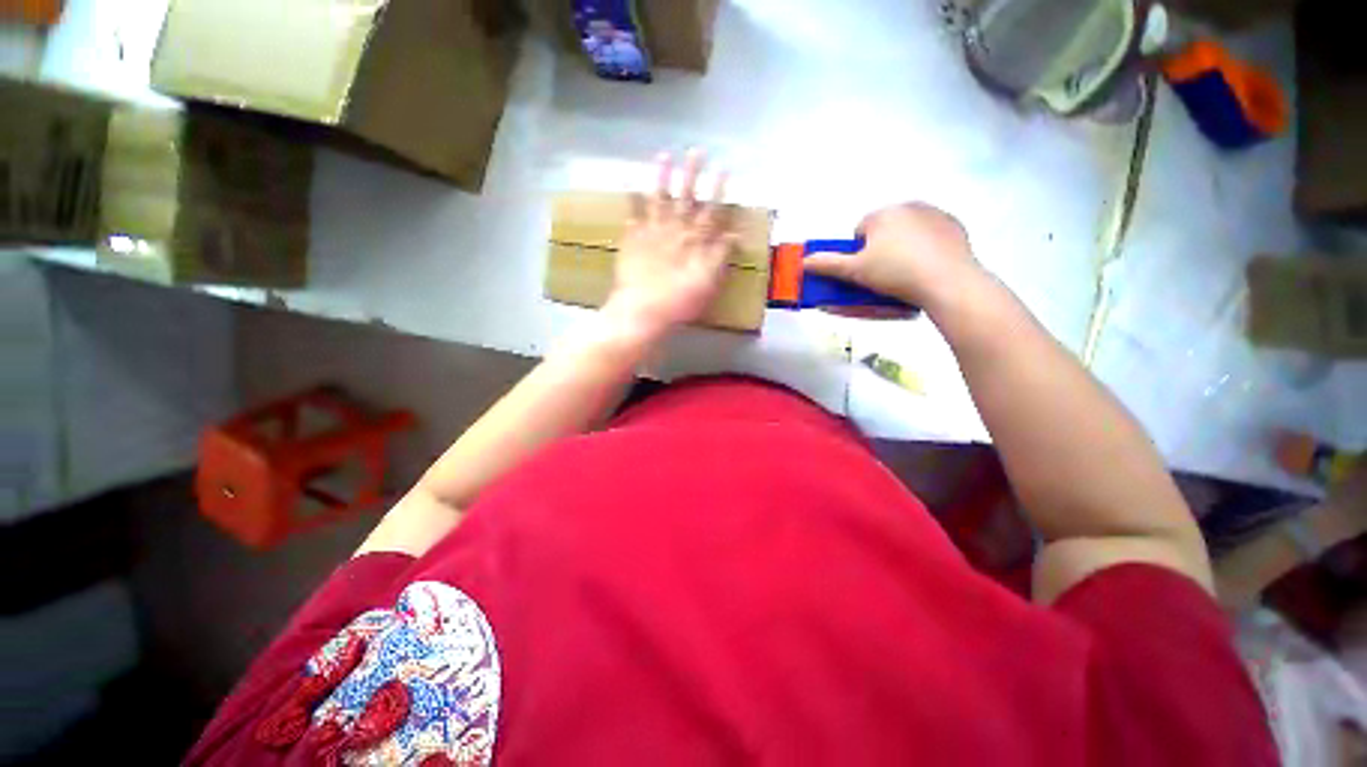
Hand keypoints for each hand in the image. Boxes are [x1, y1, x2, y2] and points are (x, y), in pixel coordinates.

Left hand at [604, 150, 735, 339]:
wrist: (644, 311)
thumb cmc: (680, 302)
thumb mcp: (709, 283)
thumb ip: (721, 257)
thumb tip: (734, 235)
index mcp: (695, 242)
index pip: (711, 211)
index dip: (718, 190)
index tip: (723, 169)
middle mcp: (675, 231)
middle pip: (685, 198)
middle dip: (692, 174)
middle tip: (695, 150)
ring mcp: (651, 233)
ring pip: (658, 200)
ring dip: (661, 178)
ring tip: (663, 156)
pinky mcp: (632, 241)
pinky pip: (632, 215)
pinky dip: (631, 199)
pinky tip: (628, 183)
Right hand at [804, 203, 980, 310]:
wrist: (947, 281)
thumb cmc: (895, 273)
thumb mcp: (855, 272)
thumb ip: (828, 265)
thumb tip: (804, 261)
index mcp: (882, 213)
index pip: (859, 229)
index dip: (857, 252)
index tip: (863, 270)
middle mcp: (909, 206)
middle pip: (884, 229)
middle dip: (880, 247)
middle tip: (882, 273)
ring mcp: (935, 214)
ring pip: (908, 231)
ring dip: (902, 246)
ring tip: (905, 272)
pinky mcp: (955, 226)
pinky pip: (931, 235)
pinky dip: (926, 247)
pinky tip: (926, 267)